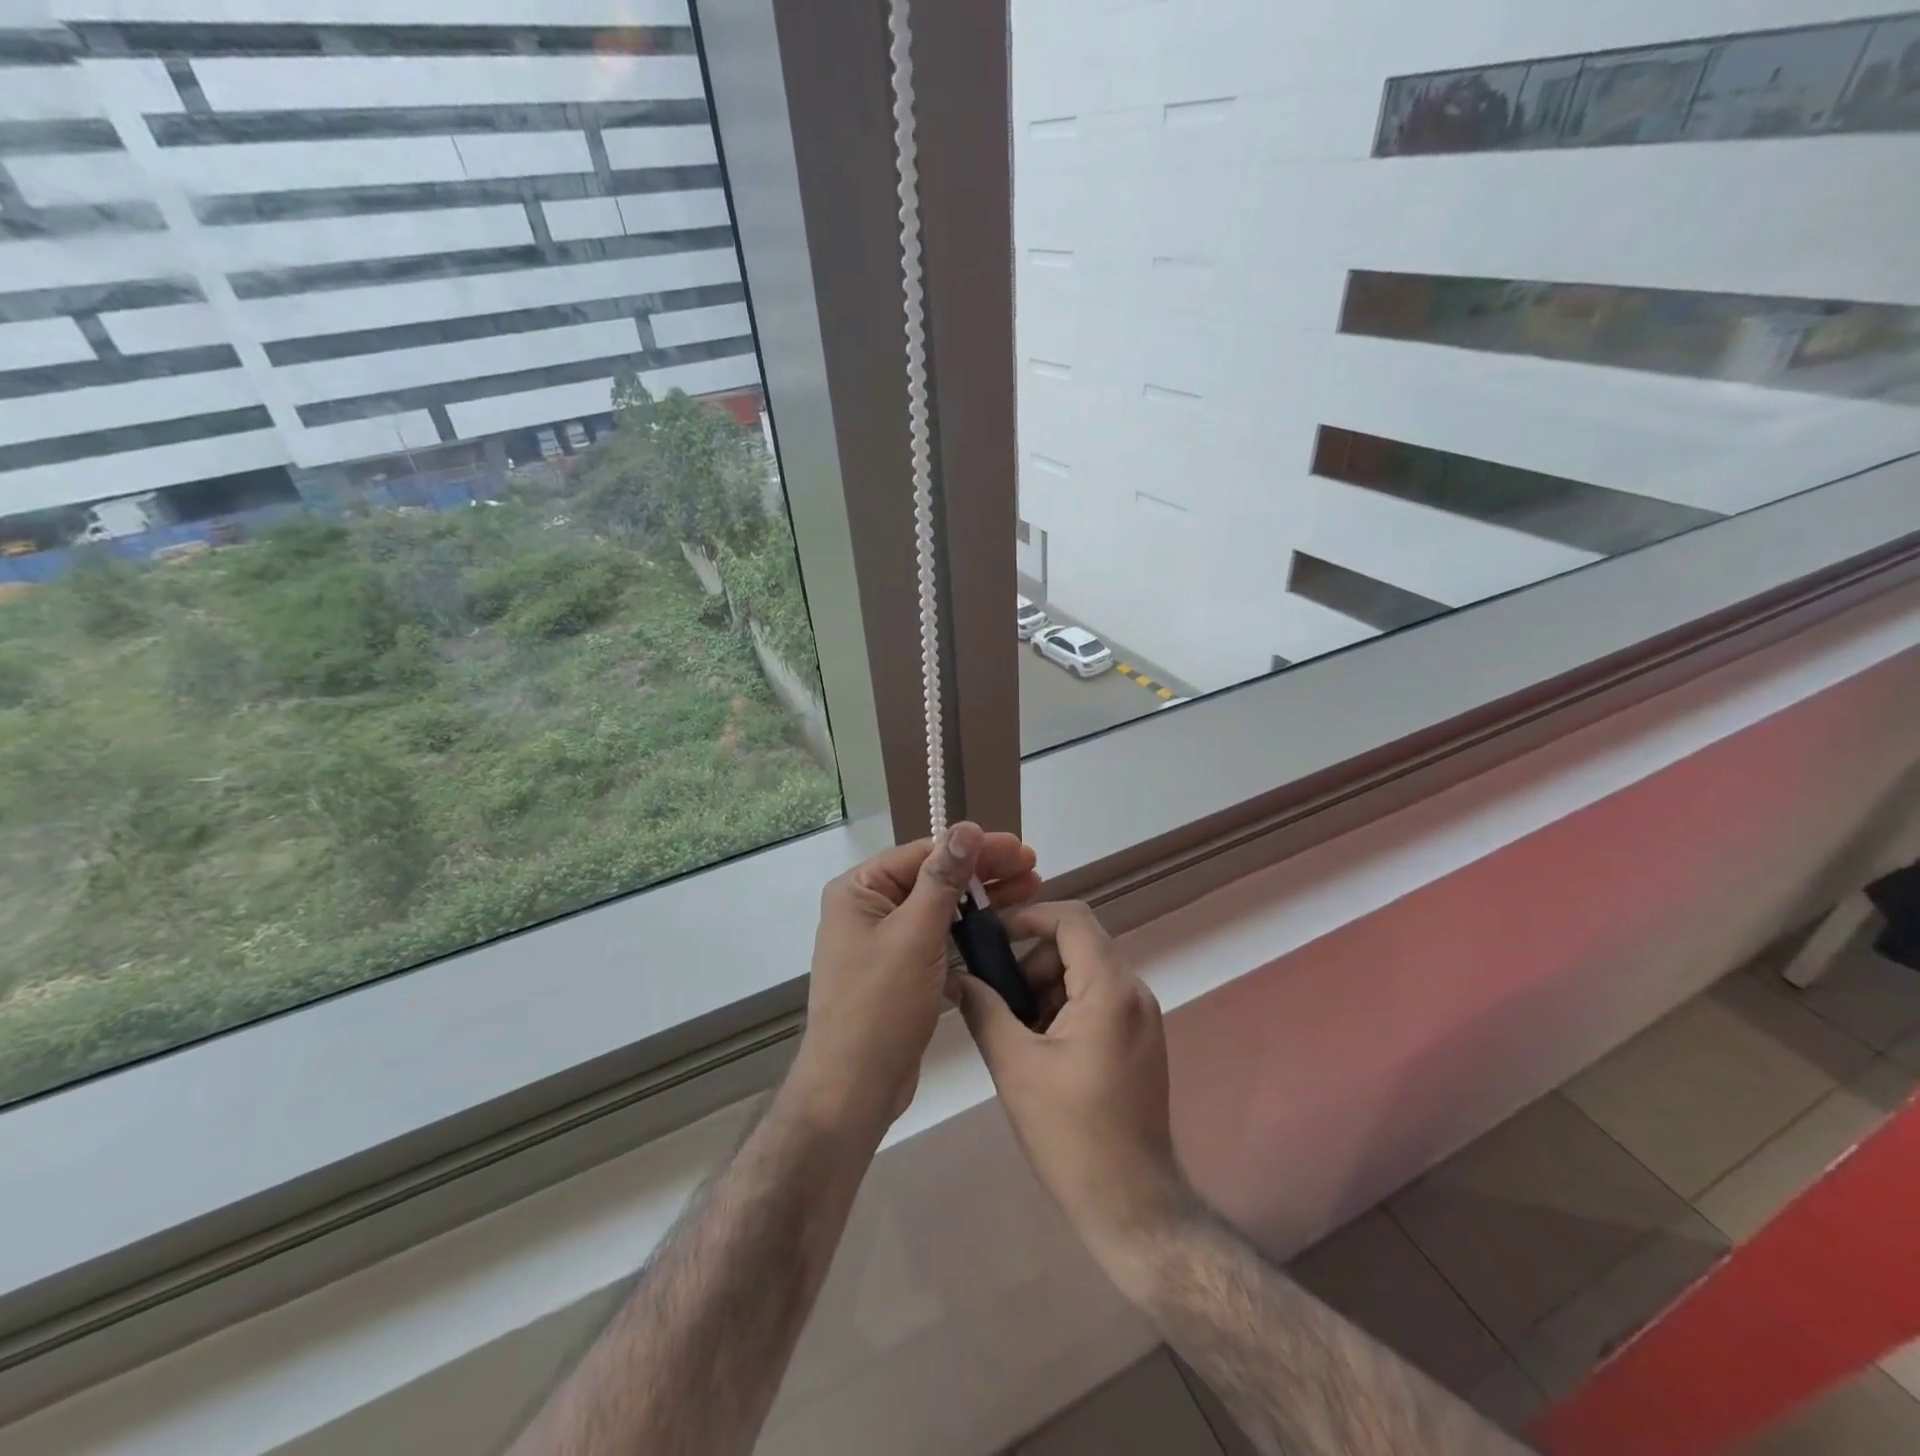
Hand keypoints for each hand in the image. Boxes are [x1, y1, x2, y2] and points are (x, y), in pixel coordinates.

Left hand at [787, 822, 1040, 1142]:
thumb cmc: (881, 1005)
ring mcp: (882, 939)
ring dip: (983, 896)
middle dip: (984, 871)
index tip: (1019, 847)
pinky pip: (937, 934)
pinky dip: (968, 926)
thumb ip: (942, 879)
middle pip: (933, 876)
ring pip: (939, 905)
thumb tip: (964, 828)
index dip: (973, 848)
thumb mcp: (915, 935)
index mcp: (859, 890)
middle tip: (1033, 866)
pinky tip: (1002, 922)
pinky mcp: (898, 968)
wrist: (854, 1087)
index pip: (923, 853)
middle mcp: (867, 907)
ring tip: (1031, 887)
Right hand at [956, 902, 1191, 1274]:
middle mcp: (1135, 992)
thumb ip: (984, 1010)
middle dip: (1032, 963)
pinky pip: (1098, 1001)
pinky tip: (1040, 1049)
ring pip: (1085, 974)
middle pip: (1077, 946)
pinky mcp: (1140, 1041)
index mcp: (1110, 989)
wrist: (1132, 1207)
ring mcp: (1142, 1018)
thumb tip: (956, 978)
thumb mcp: (1015, 1066)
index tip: (992, 937)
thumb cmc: (1071, 1134)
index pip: (1073, 918)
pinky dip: (1064, 1008)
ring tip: (1015, 1033)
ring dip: (1045, 988)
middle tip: (997, 1000)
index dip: (1030, 916)